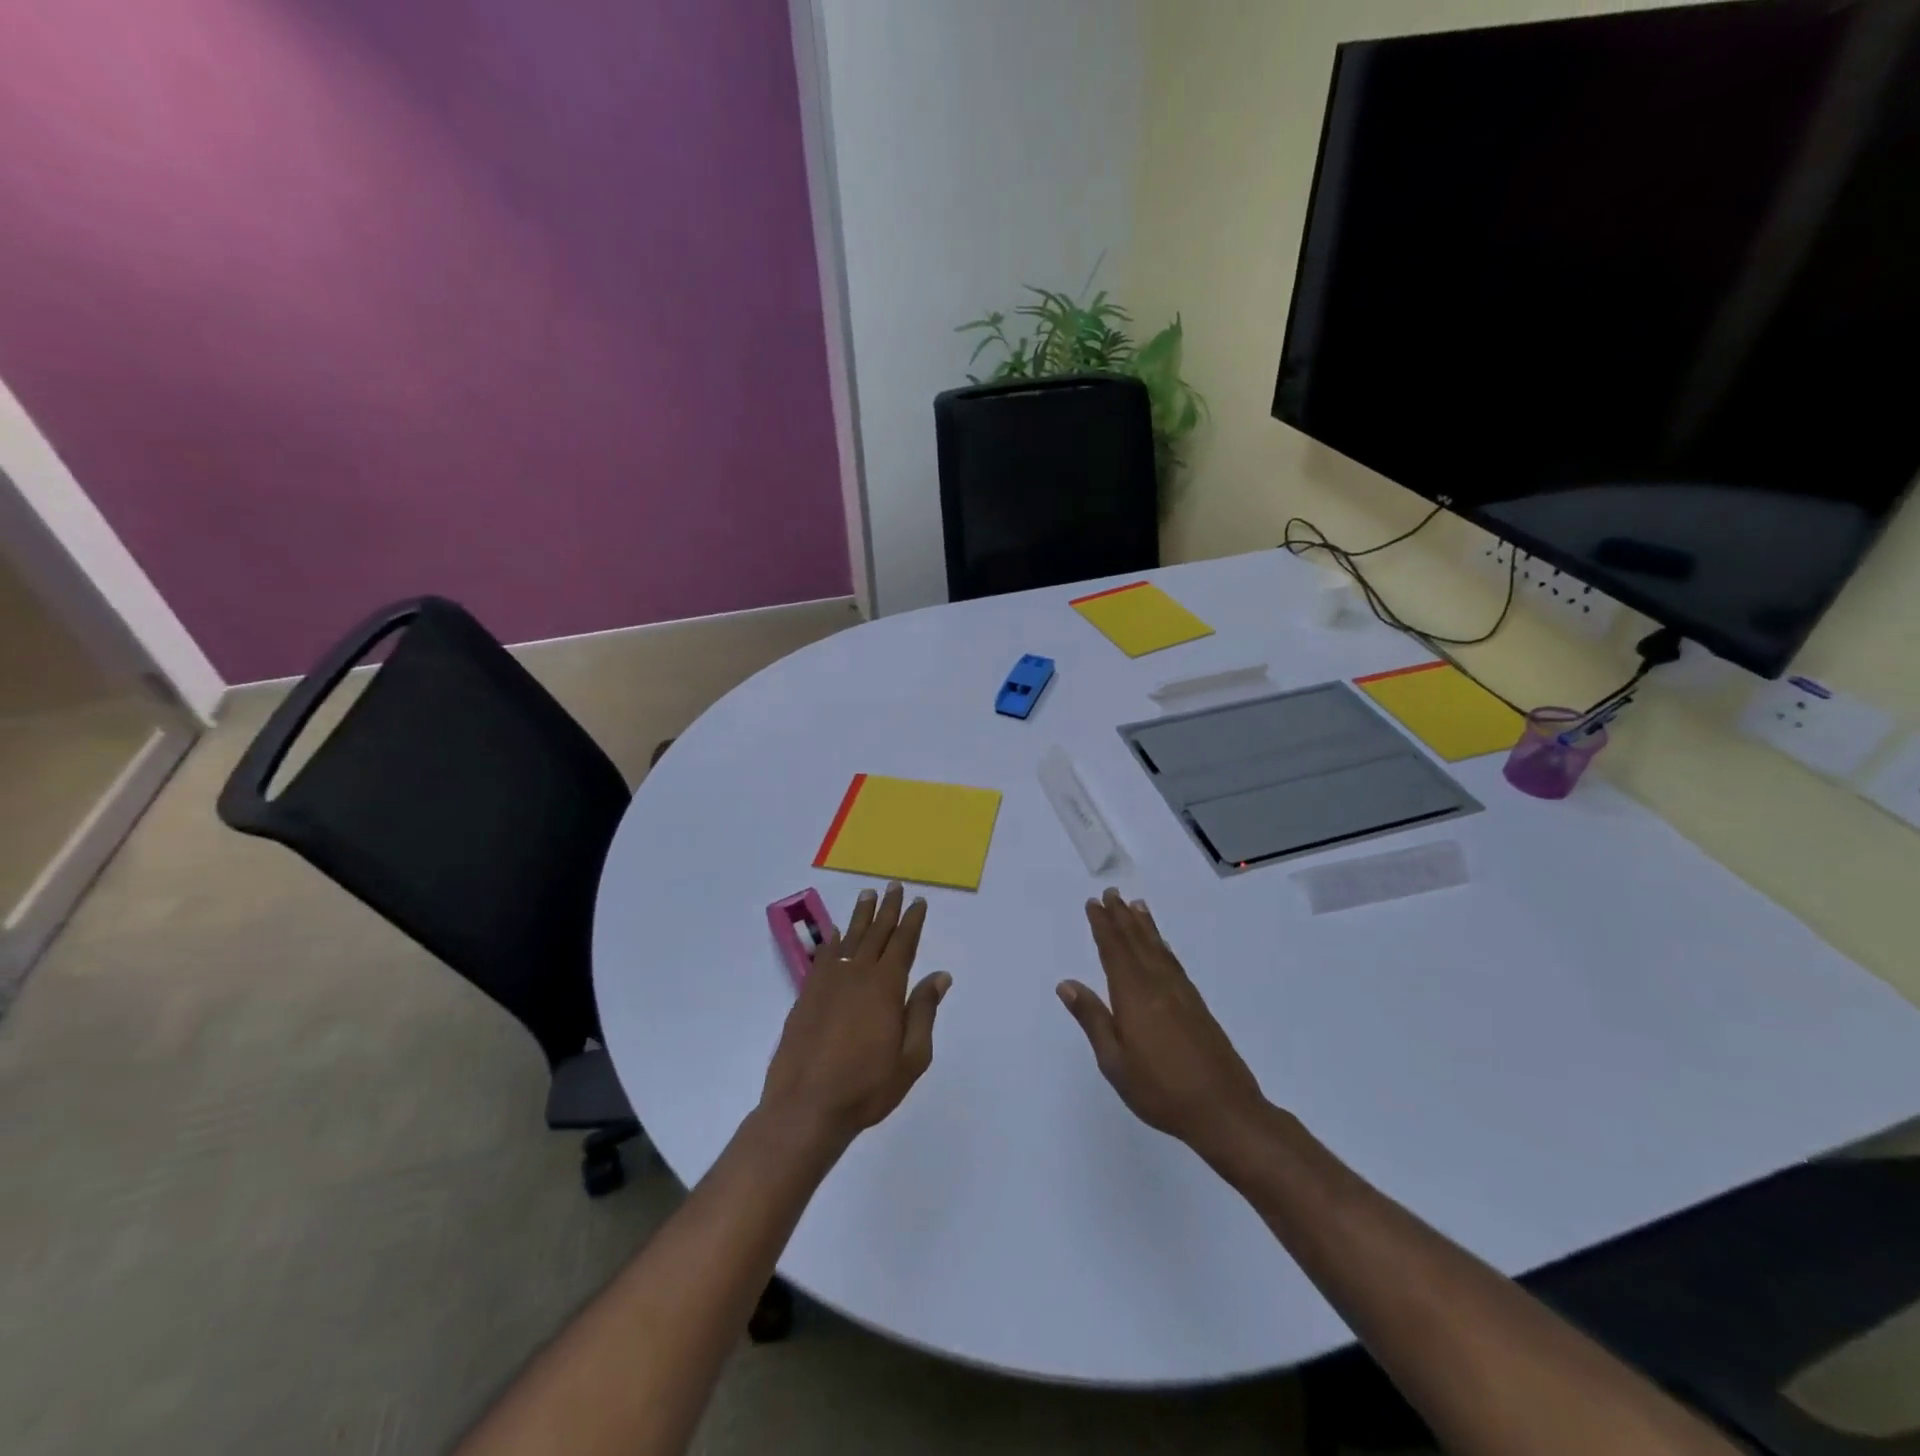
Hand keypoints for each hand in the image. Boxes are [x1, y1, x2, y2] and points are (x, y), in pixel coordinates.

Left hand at [761, 882, 950, 1148]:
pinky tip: (836, 934)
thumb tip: (939, 976)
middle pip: (876, 934)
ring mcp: (828, 983)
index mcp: (885, 987)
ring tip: (868, 895)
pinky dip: (832, 942)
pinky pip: (823, 958)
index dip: (911, 921)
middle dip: (888, 909)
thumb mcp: (911, 1057)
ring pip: (849, 939)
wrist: (806, 1106)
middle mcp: (857, 975)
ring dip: (861, 916)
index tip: (918, 901)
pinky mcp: (806, 995)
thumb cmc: (867, 1087)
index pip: (903, 944)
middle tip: (893, 886)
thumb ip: (923, 1012)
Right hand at [1058, 889, 1268, 1157]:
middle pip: (1137, 942)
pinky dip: (1163, 946)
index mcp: (1134, 995)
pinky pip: (1173, 962)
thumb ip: (1093, 1019)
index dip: (1103, 926)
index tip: (1094, 903)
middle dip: (1122, 917)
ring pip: (1158, 949)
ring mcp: (1181, 994)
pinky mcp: (1197, 1006)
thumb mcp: (1114, 1061)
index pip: (1114, 951)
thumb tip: (1067, 983)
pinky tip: (1161, 946)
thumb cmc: (1160, 1089)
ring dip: (1144, 926)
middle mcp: (1158, 985)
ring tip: (1136, 906)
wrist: (1224, 1110)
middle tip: (1112, 893)